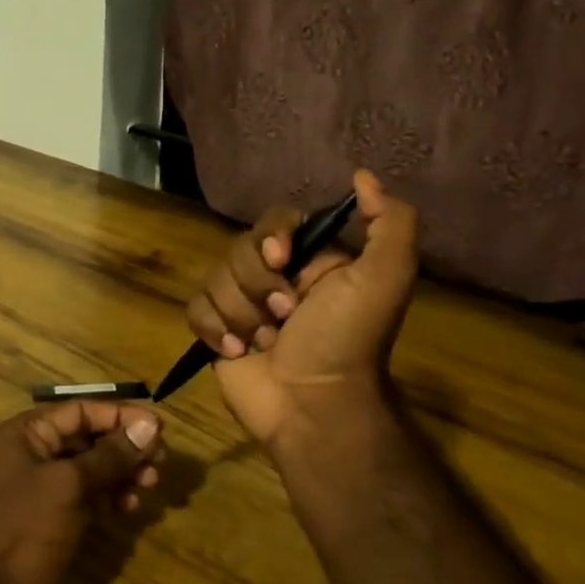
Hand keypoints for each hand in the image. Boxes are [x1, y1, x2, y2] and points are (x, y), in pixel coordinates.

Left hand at [0, 400, 163, 583]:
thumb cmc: (22, 529)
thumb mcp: (68, 486)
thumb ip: (110, 456)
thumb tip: (150, 427)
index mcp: (28, 434)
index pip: (82, 411)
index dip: (121, 416)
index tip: (159, 428)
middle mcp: (36, 454)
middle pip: (90, 438)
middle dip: (126, 447)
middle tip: (160, 462)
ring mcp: (45, 489)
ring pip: (94, 468)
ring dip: (124, 473)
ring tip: (150, 486)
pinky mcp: (56, 520)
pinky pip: (91, 496)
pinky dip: (112, 497)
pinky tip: (130, 508)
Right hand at [186, 170, 419, 447]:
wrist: (314, 407)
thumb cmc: (347, 341)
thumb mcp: (384, 278)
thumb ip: (389, 223)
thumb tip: (363, 175)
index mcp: (310, 259)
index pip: (273, 220)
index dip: (270, 237)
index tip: (281, 260)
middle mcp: (274, 276)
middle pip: (238, 250)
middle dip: (258, 286)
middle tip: (285, 317)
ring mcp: (243, 304)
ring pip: (214, 279)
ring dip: (241, 314)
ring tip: (265, 343)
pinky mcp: (217, 331)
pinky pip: (195, 309)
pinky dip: (215, 330)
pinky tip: (238, 352)